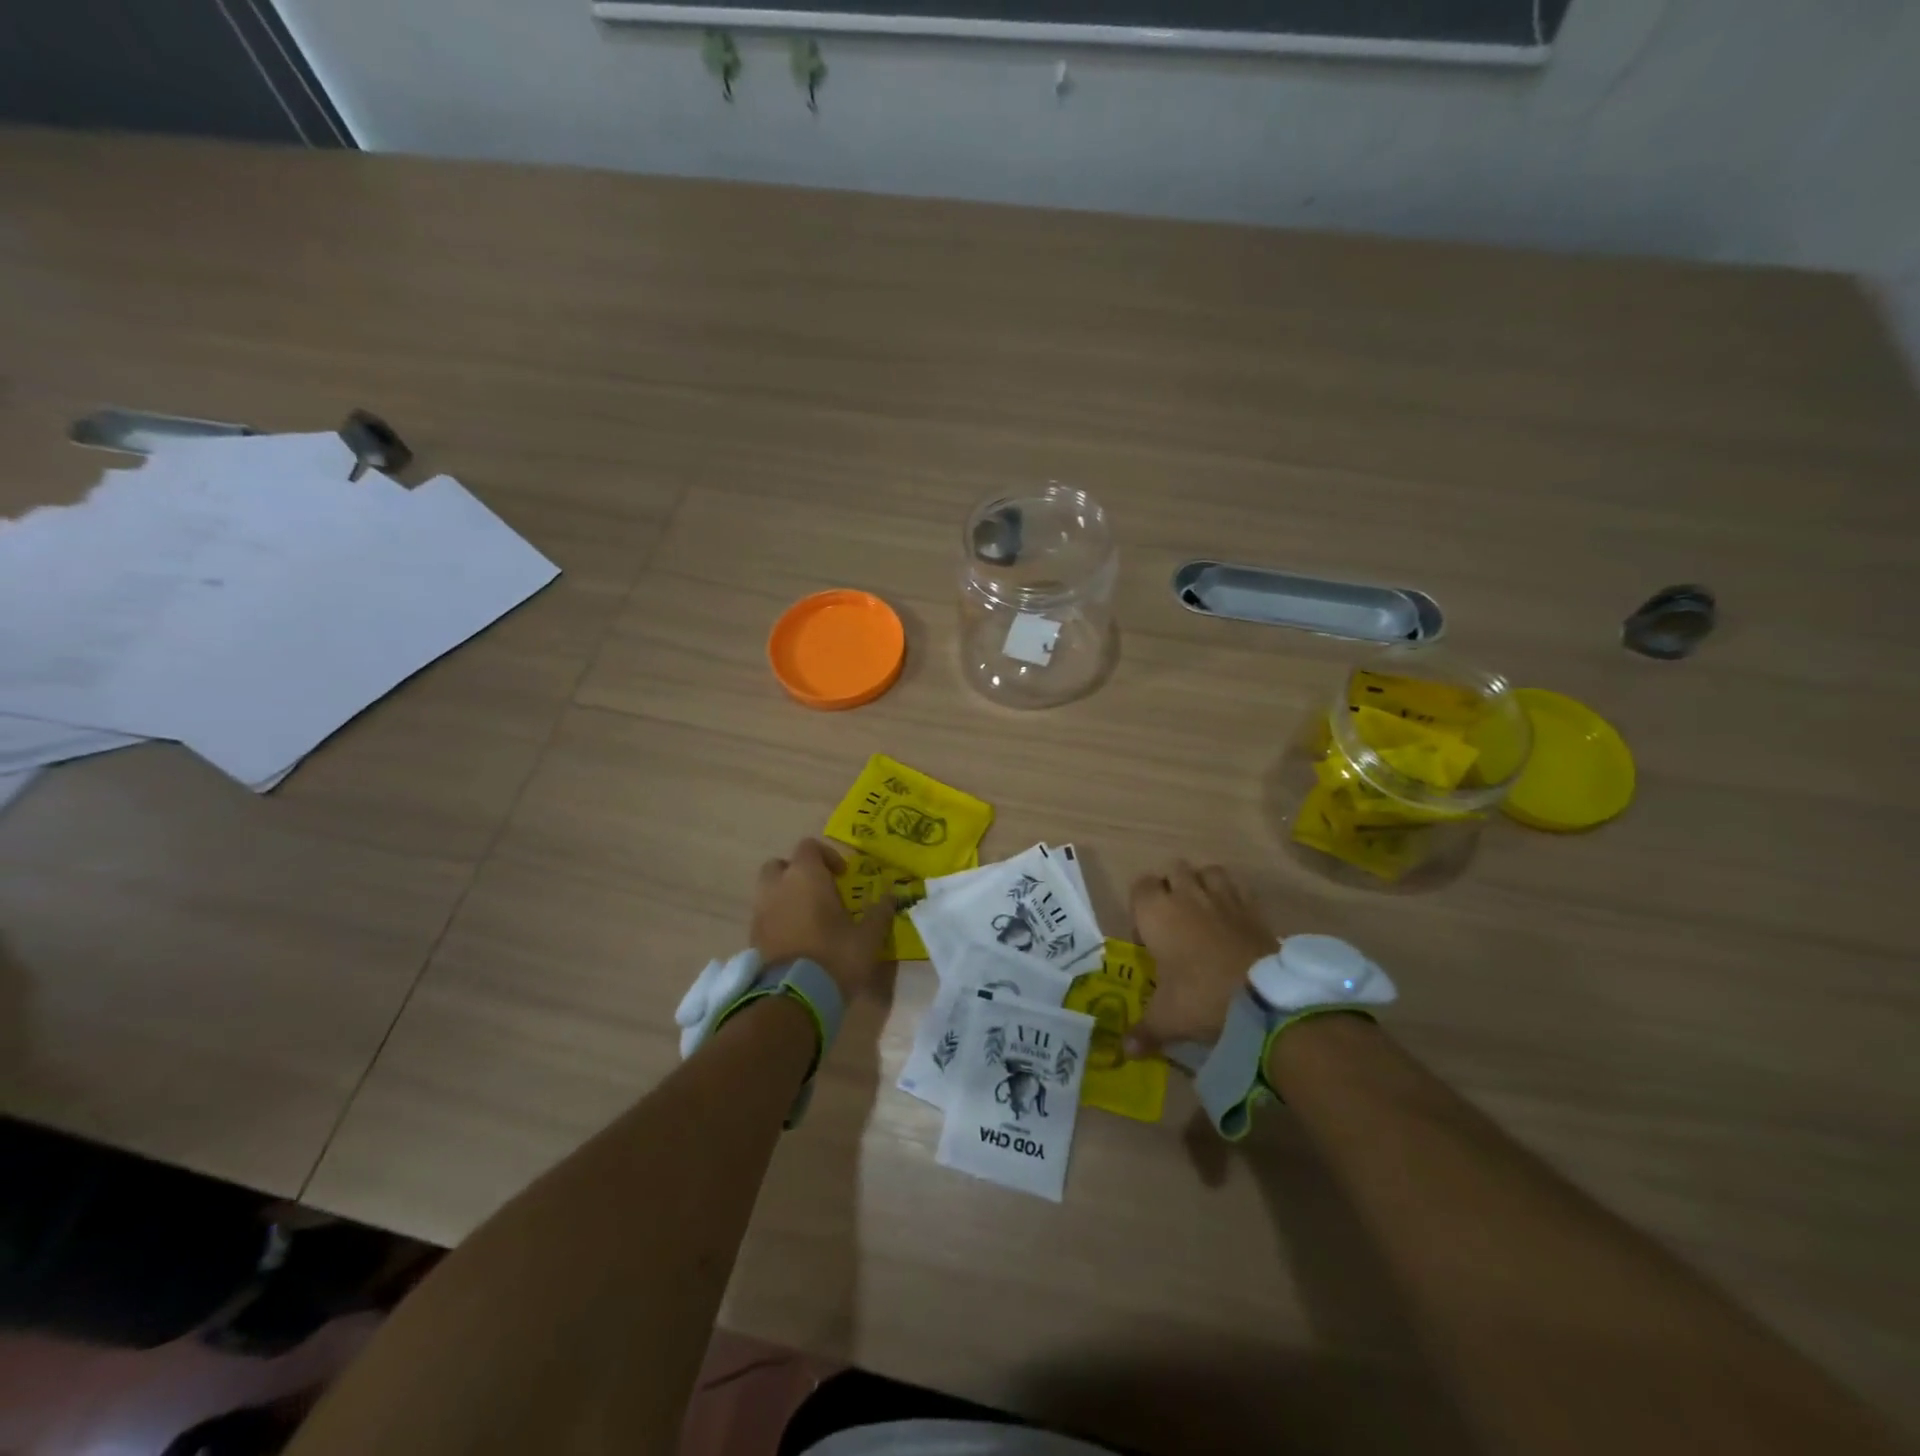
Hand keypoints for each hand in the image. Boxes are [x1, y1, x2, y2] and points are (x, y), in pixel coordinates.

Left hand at [752, 839, 893, 1001]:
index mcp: (805, 876)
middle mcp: (777, 886)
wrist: (794, 999)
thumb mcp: (868, 936)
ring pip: (769, 890)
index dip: (827, 856)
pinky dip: (778, 918)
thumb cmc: (835, 956)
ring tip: (809, 917)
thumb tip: (892, 897)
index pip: (808, 847)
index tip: (842, 876)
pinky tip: (798, 938)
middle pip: (780, 865)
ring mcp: (760, 911)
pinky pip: (765, 915)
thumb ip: (880, 912)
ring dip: (786, 896)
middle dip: (798, 873)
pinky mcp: (752, 936)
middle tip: (819, 891)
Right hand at [1126, 861, 1276, 1056]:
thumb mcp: (1167, 1018)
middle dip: (1170, 888)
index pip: (1139, 886)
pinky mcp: (1253, 907)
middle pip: (1173, 870)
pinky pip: (1238, 885)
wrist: (1263, 998)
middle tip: (1173, 923)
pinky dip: (1233, 894)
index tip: (1147, 936)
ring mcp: (1223, 897)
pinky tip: (1232, 917)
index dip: (1140, 907)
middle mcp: (1186, 895)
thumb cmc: (1200, 998)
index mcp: (1156, 912)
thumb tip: (1126, 1050)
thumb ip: (1145, 1030)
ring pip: (1207, 871)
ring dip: (1202, 883)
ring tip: (1203, 912)